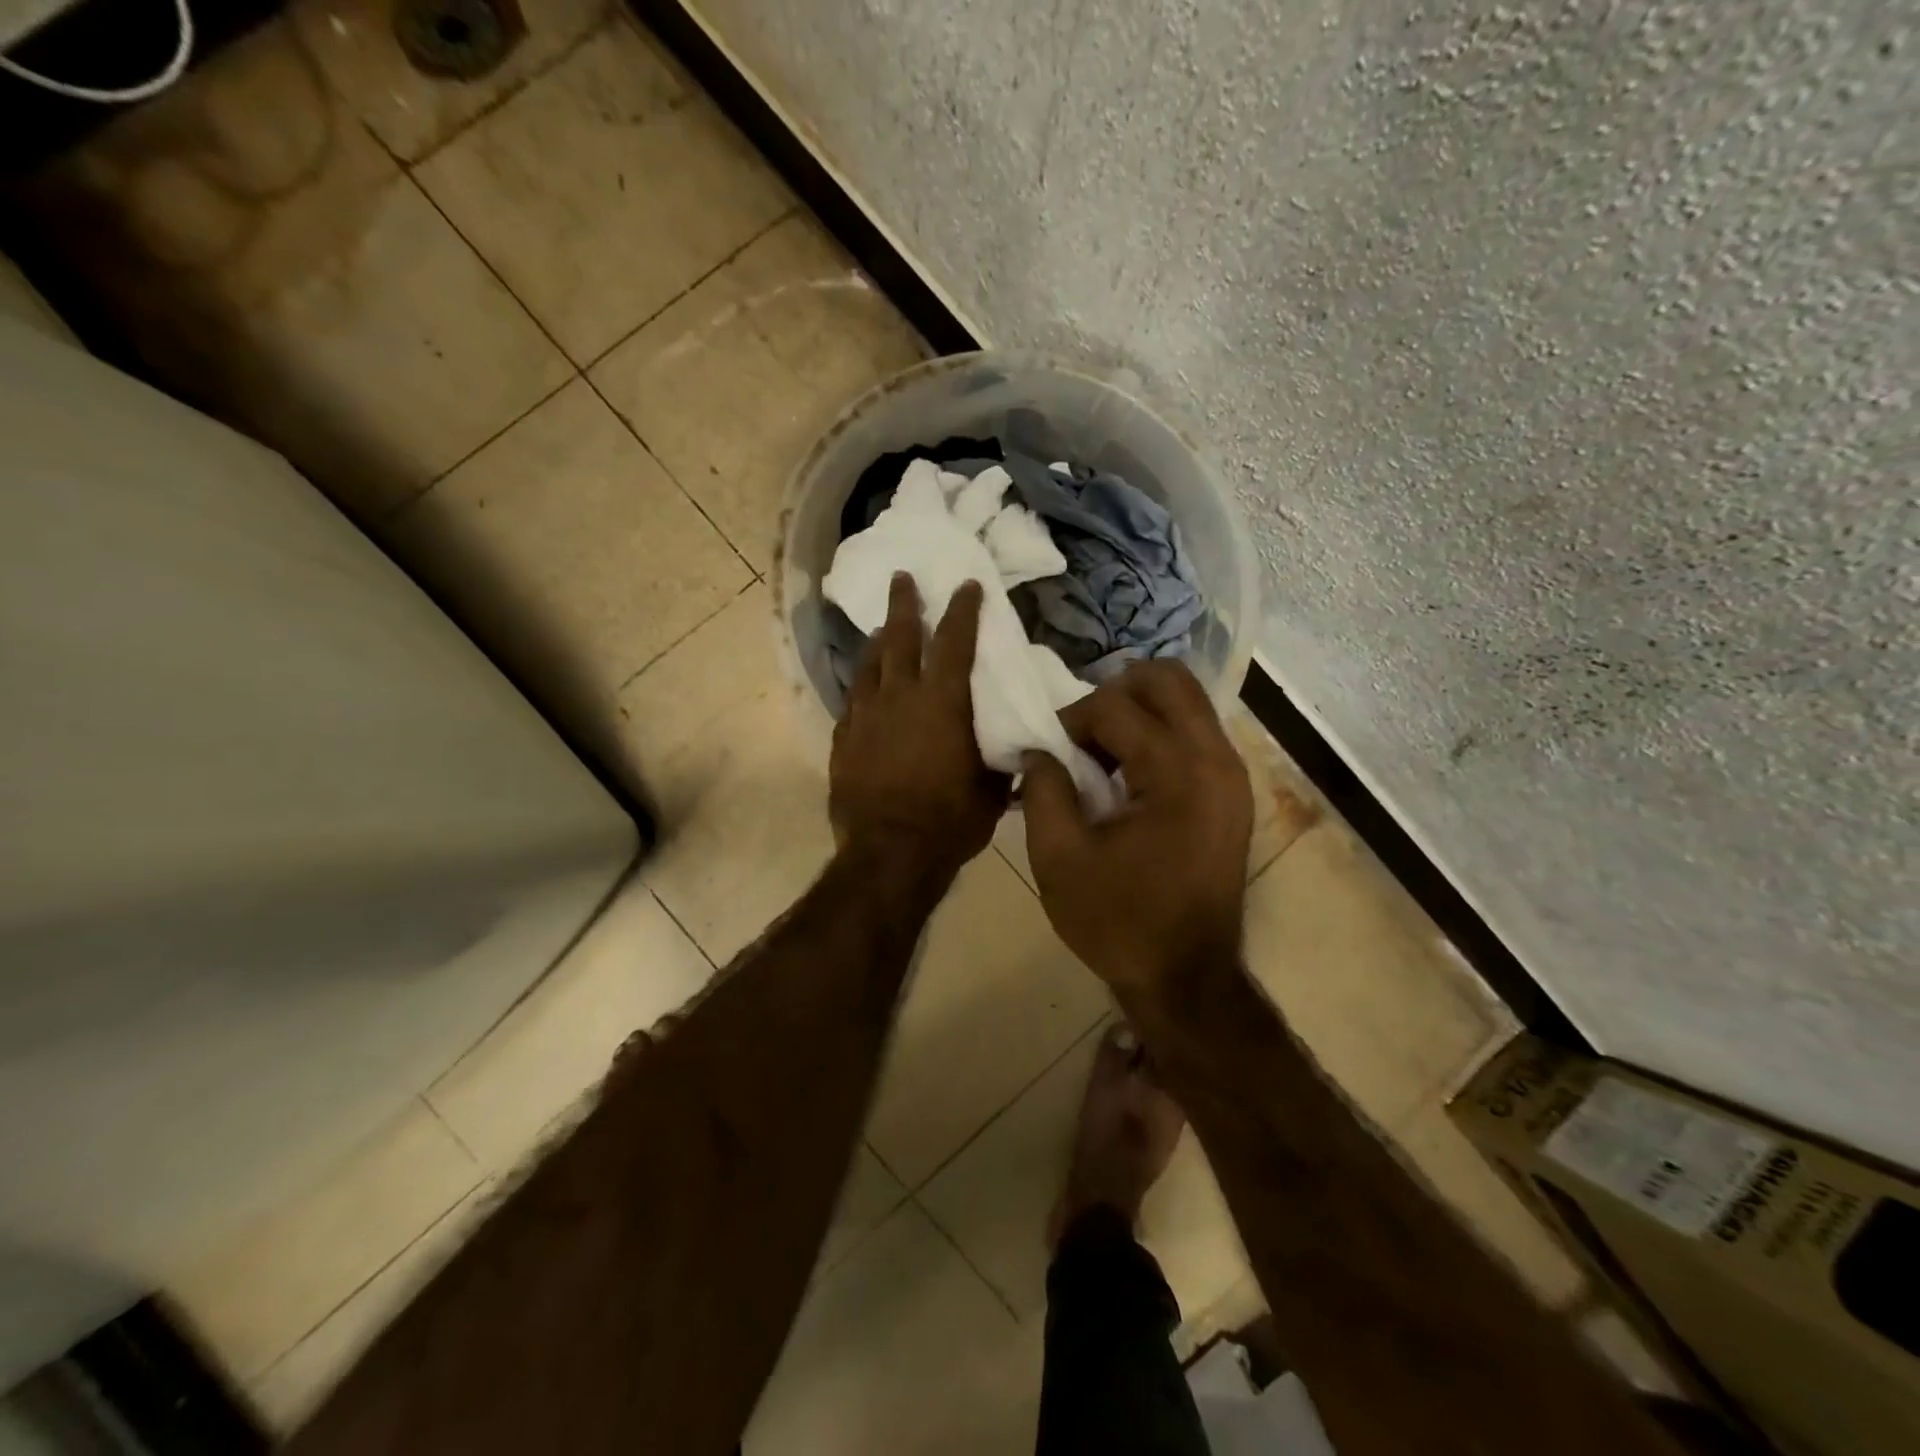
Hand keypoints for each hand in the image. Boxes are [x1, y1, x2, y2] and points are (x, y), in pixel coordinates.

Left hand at [829, 574, 1009, 883]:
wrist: (889, 853)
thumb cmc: (950, 821)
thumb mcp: (991, 790)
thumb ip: (1000, 760)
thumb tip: (1018, 750)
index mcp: (942, 702)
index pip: (954, 642)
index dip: (962, 609)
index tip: (966, 584)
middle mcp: (899, 696)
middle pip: (899, 637)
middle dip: (904, 604)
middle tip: (902, 578)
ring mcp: (865, 716)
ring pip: (869, 665)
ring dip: (877, 642)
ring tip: (880, 629)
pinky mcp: (843, 739)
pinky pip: (853, 700)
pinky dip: (862, 686)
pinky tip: (864, 687)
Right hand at [1022, 661, 1251, 997]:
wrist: (1186, 978)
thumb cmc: (1118, 922)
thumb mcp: (1059, 858)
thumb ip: (1042, 789)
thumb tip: (1038, 749)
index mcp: (1176, 773)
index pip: (1115, 704)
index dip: (1070, 720)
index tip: (1048, 755)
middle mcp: (1216, 759)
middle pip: (1168, 678)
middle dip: (1114, 692)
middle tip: (1081, 734)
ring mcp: (1234, 774)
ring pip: (1187, 701)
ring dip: (1138, 713)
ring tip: (1102, 756)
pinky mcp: (1234, 792)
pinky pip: (1196, 733)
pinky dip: (1159, 735)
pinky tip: (1129, 777)